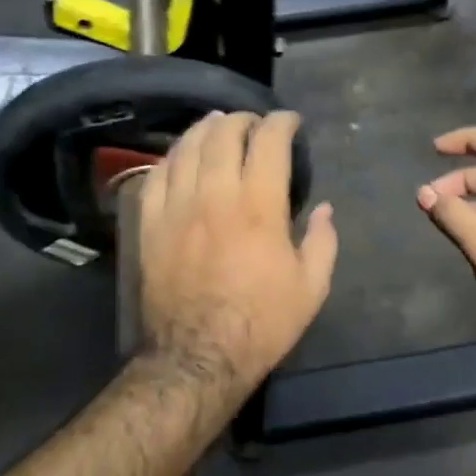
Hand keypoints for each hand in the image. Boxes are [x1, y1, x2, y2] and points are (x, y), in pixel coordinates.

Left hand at [139, 110, 336, 393]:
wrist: (199, 356)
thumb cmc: (262, 323)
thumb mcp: (311, 288)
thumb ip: (323, 241)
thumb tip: (325, 208)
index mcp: (260, 206)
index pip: (268, 142)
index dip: (281, 123)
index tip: (289, 121)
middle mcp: (215, 195)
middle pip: (222, 135)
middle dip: (241, 119)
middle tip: (253, 122)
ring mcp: (177, 208)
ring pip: (186, 149)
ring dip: (204, 130)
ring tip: (216, 126)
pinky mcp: (150, 226)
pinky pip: (155, 176)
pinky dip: (171, 158)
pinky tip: (180, 157)